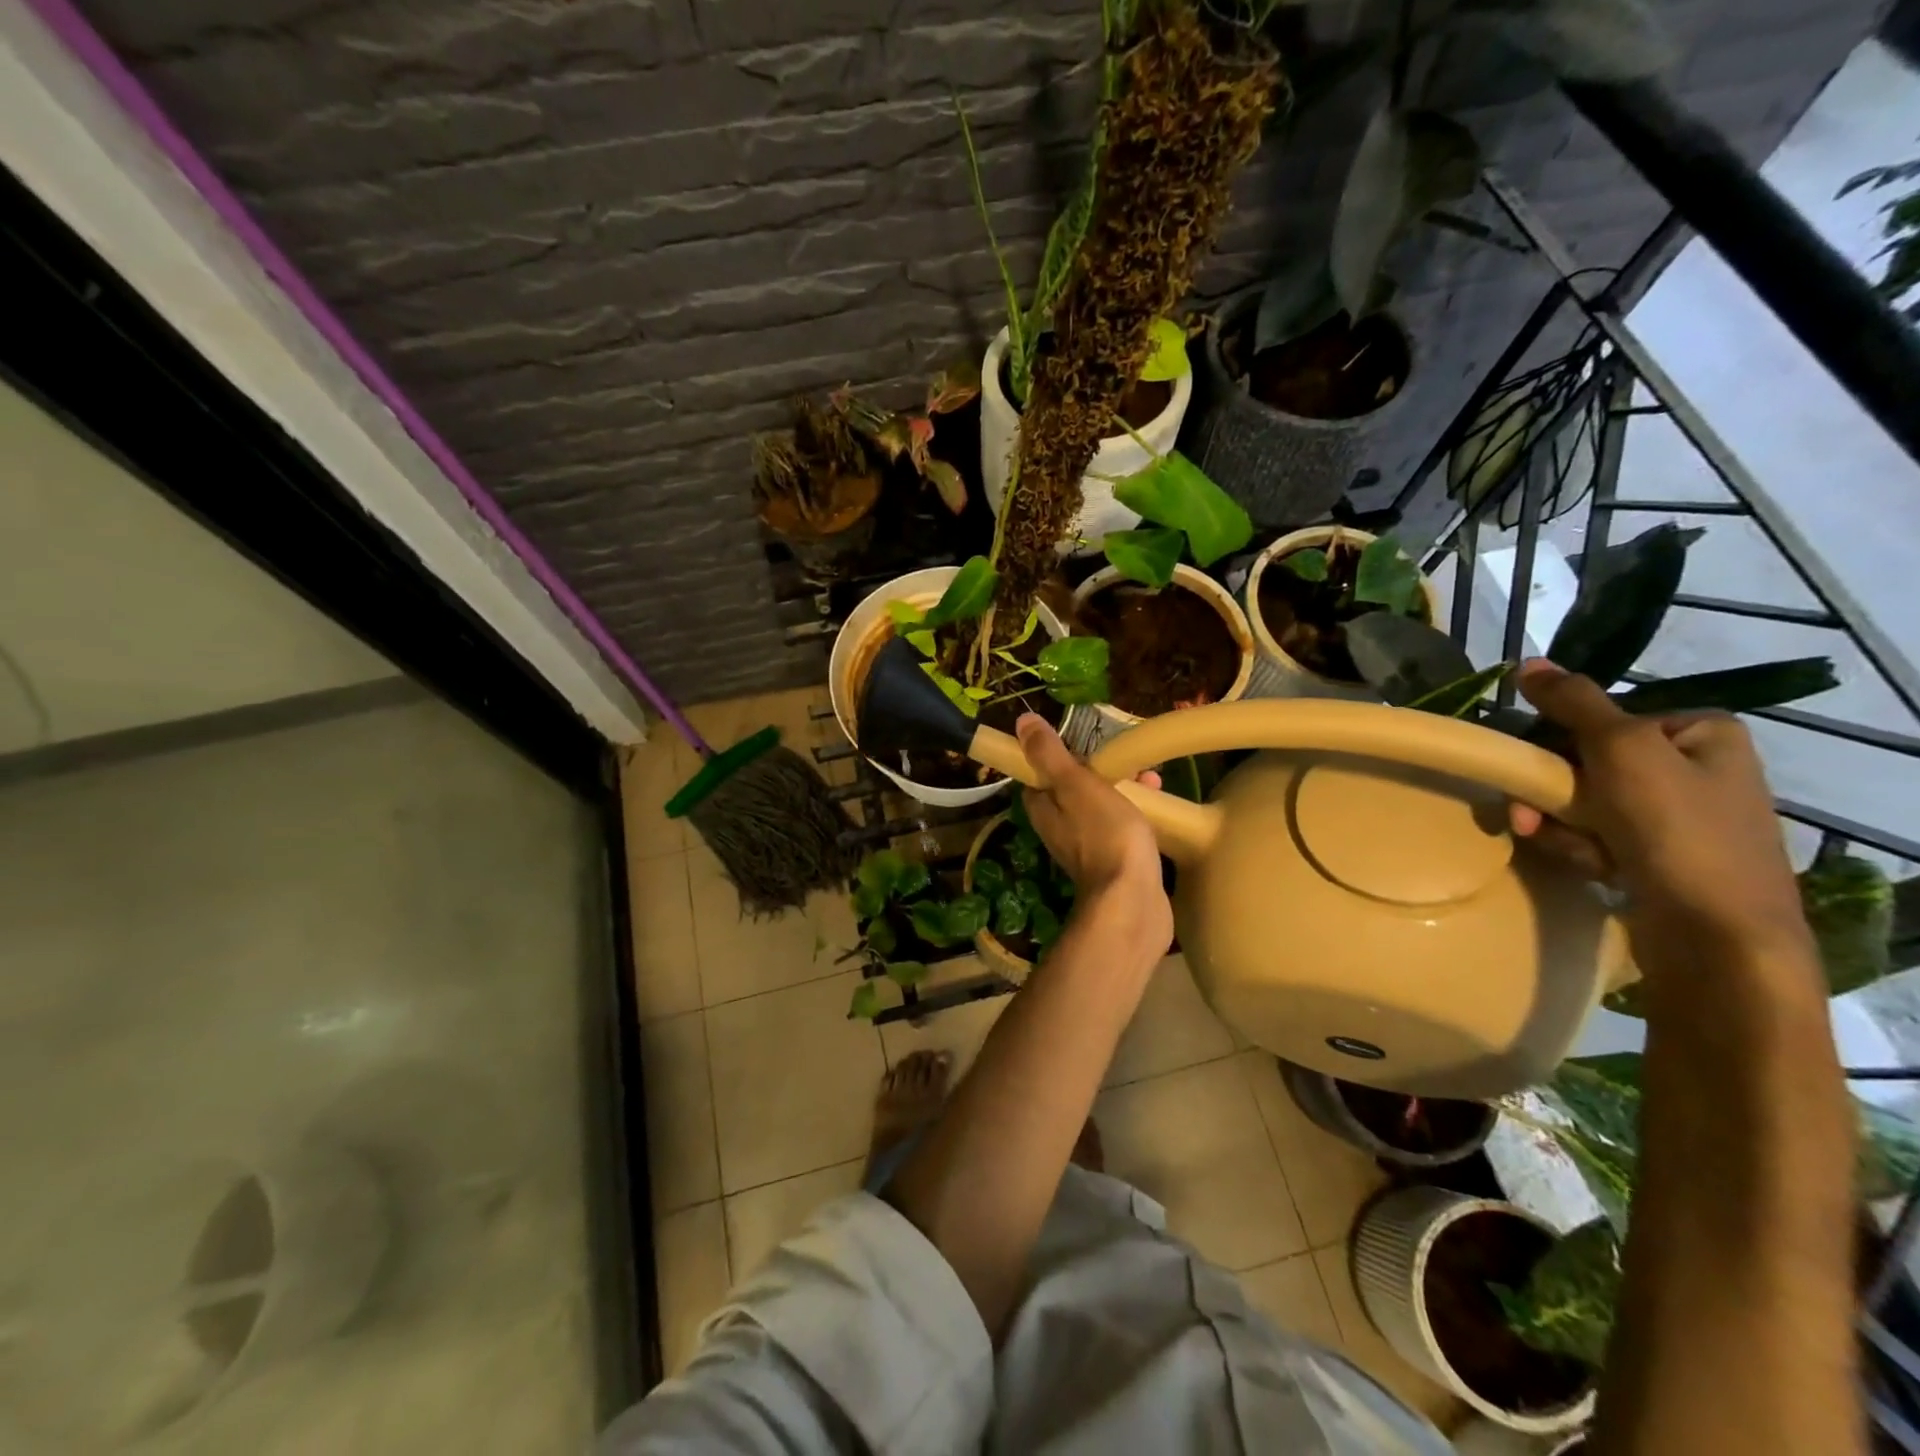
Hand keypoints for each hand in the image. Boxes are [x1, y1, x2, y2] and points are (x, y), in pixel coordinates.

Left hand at [1014, 714, 1172, 945]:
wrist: (1132, 901)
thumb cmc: (1104, 836)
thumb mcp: (1075, 785)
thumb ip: (1050, 755)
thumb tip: (1022, 722)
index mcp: (1043, 810)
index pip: (1041, 775)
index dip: (1060, 756)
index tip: (1086, 742)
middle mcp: (1058, 829)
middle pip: (1073, 790)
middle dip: (1100, 771)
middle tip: (1128, 761)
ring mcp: (1086, 849)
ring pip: (1099, 808)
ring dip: (1123, 790)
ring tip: (1152, 779)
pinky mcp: (1113, 863)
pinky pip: (1119, 828)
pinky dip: (1135, 814)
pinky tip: (1158, 809)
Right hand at [1508, 660, 1813, 973]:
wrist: (1717, 934)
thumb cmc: (1676, 829)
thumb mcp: (1622, 750)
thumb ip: (1574, 703)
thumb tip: (1529, 662)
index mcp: (1699, 732)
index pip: (1601, 719)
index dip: (1557, 742)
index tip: (1533, 766)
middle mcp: (1694, 768)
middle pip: (1586, 763)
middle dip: (1552, 791)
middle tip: (1527, 815)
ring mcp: (1679, 816)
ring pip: (1583, 803)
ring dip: (1558, 822)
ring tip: (1560, 846)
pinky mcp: (1660, 857)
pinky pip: (1597, 836)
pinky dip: (1580, 847)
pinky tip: (1588, 865)